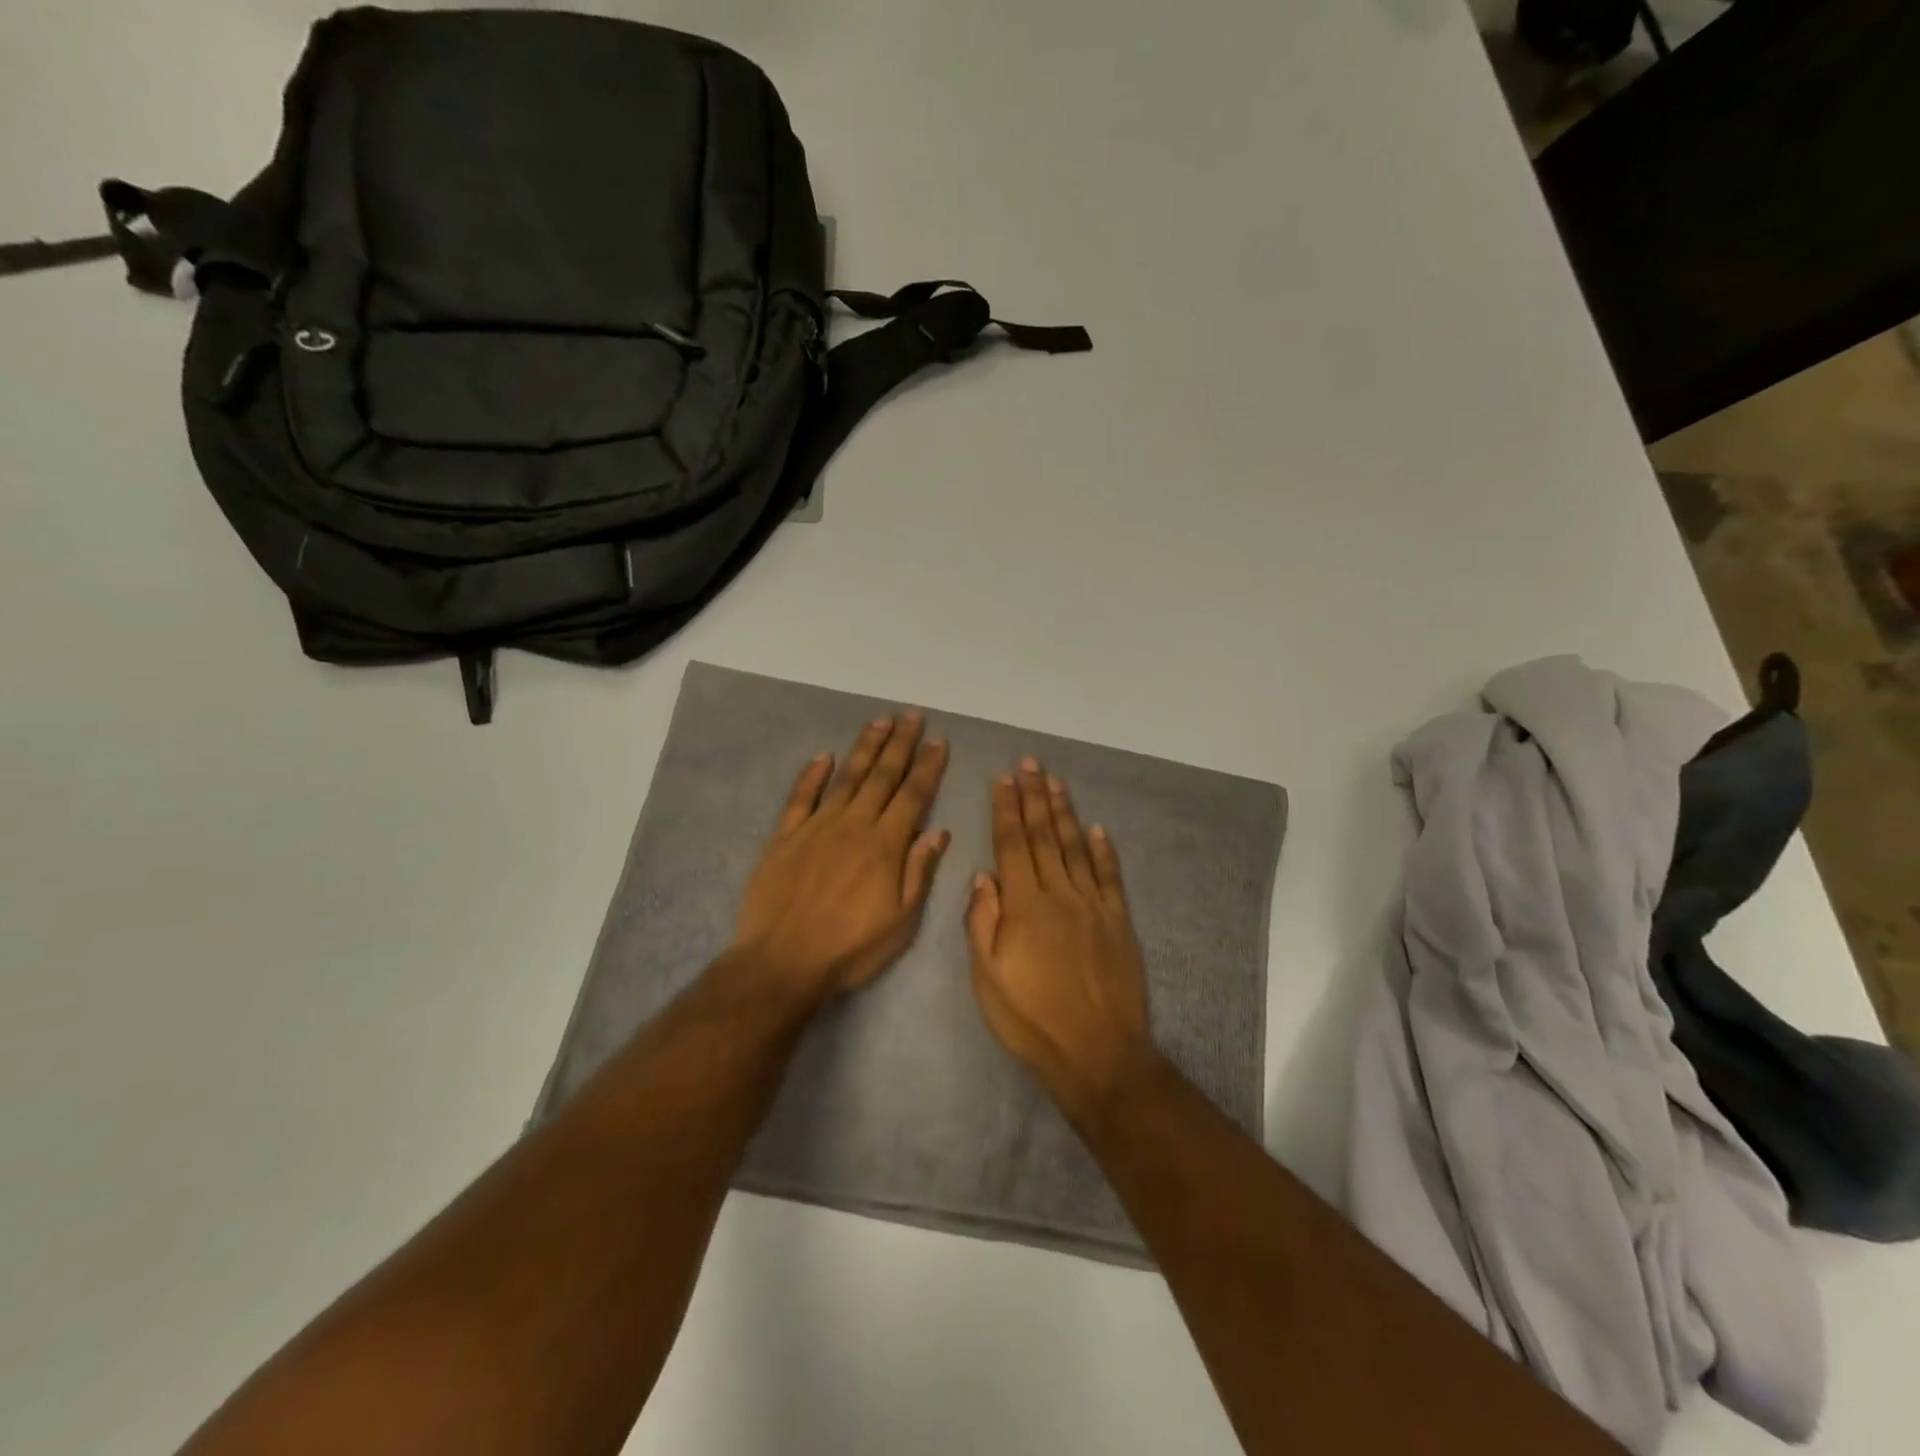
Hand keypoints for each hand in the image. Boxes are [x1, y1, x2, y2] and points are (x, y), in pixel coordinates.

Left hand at [733, 713, 950, 1001]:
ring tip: (880, 721)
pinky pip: (800, 797)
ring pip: (846, 777)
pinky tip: (823, 755)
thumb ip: (919, 872)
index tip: (939, 740)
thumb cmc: (850, 948)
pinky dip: (812, 774)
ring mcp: (816, 826)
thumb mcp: (901, 922)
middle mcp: (853, 825)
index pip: (913, 796)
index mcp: (885, 845)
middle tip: (912, 715)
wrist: (782, 961)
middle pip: (882, 776)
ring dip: (864, 747)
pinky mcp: (785, 836)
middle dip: (901, 744)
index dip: (928, 767)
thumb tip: (937, 831)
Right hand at [966, 757, 1156, 1123]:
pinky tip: (1096, 828)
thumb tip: (983, 875)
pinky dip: (1103, 849)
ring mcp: (1094, 905)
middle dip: (1034, 796)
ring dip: (1064, 811)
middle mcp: (1060, 894)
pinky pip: (1110, 876)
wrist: (1099, 1054)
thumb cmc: (1032, 1020)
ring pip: (1076, 847)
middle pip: (1044, 836)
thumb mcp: (988, 979)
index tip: (1003, 778)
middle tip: (1030, 763)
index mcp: (1025, 905)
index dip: (1006, 809)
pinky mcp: (1119, 921)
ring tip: (1055, 781)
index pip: (1012, 844)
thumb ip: (982, 922)